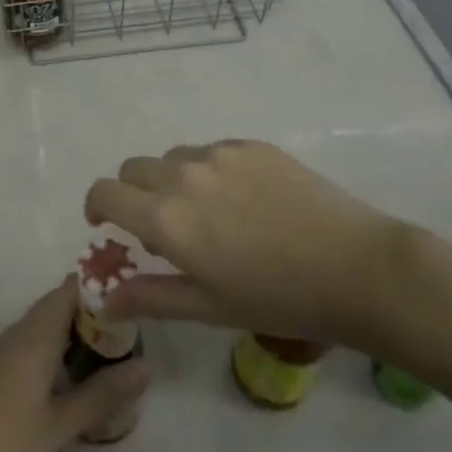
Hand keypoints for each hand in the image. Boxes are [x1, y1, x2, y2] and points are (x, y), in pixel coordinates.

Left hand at [0, 278, 148, 451]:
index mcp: (34, 337)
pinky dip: (53, 348)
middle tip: (128, 330)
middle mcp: (16, 334)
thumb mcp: (62, 426)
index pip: (68, 291)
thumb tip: (146, 367)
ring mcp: (0, 353)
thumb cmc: (8, 449)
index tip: (130, 297)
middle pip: (55, 306)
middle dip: (90, 312)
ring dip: (71, 331)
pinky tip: (69, 376)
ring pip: (41, 326)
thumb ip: (103, 394)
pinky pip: (29, 344)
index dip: (97, 288)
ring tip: (107, 352)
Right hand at [85, 140, 406, 345]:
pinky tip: (245, 202)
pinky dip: (209, 171)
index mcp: (167, 217)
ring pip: (173, 158)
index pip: (106, 192)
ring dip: (173, 181)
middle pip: (134, 169)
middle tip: (162, 228)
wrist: (355, 266)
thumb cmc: (278, 298)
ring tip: (210, 216)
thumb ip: (150, 296)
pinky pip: (211, 151)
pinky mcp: (251, 145)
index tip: (105, 224)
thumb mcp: (208, 307)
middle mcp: (184, 174)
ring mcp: (219, 154)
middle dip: (134, 194)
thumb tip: (104, 300)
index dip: (96, 206)